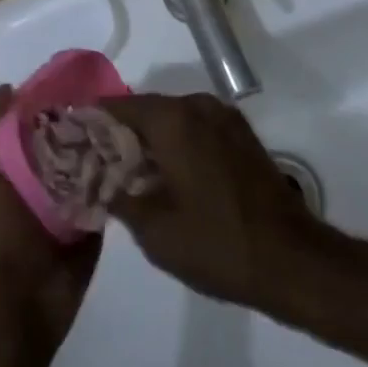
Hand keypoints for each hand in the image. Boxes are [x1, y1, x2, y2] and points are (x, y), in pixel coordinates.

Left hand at [0, 88, 101, 358]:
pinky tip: (134, 154)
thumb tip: (11, 91)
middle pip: (63, 127)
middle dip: (80, 115)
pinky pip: (108, 182)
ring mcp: (67, 192)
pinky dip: (118, 168)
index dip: (42, 96)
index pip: (27, 110)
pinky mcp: (92, 214)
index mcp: (4, 156)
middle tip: (106, 105)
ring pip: (89, 150)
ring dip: (104, 139)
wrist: (22, 307)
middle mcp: (35, 168)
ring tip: (126, 126)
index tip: (68, 86)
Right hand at [102, 93, 316, 310]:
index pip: (116, 106)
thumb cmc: (216, 244)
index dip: (92, 123)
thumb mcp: (153, 230)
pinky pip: (195, 129)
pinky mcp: (241, 135)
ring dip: (150, 140)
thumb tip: (99, 179)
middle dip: (120, 134)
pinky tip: (168, 176)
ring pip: (171, 120)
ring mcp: (223, 117)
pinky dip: (177, 144)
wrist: (293, 261)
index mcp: (171, 118)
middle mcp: (196, 105)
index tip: (74, 142)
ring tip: (130, 174)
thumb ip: (118, 196)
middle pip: (144, 110)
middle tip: (98, 163)